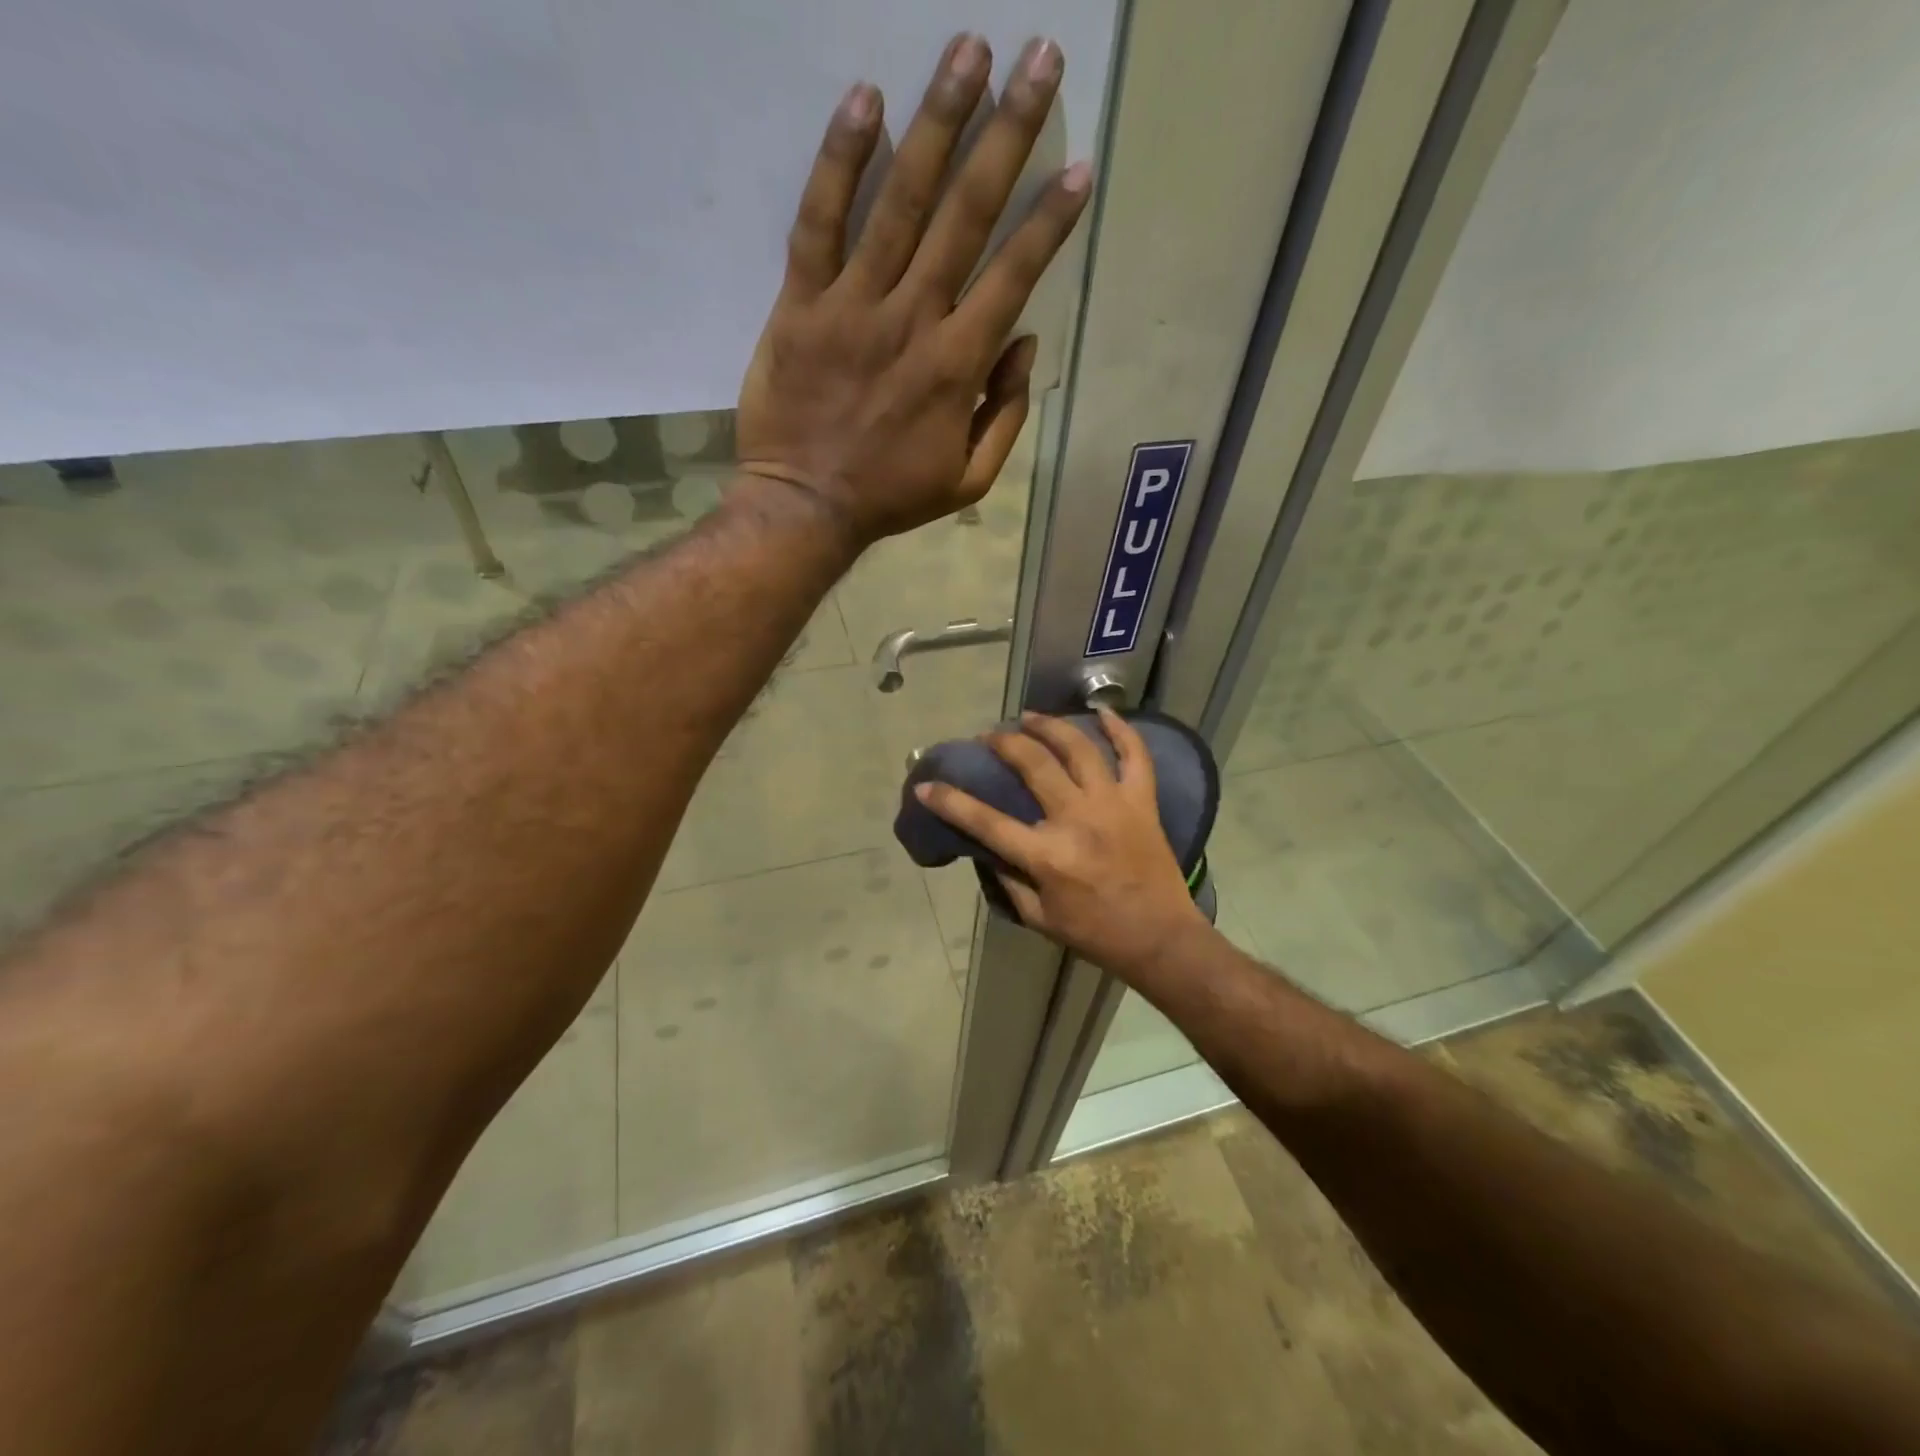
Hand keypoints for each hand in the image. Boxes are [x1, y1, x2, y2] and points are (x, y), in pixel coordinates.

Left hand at [736, 34, 1091, 546]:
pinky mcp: (800, 304)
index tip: (1078, 167)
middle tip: (1037, 59)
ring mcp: (853, 306)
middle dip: (1007, 135)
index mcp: (957, 366)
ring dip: (938, 121)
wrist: (805, 507)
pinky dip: (840, 161)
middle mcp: (912, 320)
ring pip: (899, 201)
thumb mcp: (967, 480)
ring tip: (968, 50)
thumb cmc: (890, 497)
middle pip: (965, 215)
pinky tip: (866, 99)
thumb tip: (1022, 345)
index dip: (1049, 221)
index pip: (1013, 276)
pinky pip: (819, 222)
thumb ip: (1004, 416)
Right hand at [915, 708, 1210, 979]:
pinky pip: (1135, 755)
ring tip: (1030, 717)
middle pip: (1032, 764)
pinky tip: (1102, 712)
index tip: (928, 785)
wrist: (1161, 939)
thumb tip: (988, 849)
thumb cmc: (1095, 934)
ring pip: (1078, 748)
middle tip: (989, 737)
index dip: (950, 801)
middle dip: (1002, 743)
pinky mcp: (1142, 801)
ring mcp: (1113, 804)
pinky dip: (1121, 729)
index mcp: (1046, 856)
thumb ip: (1009, 881)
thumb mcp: (1039, 918)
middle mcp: (1077, 819)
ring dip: (1049, 726)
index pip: (986, 821)